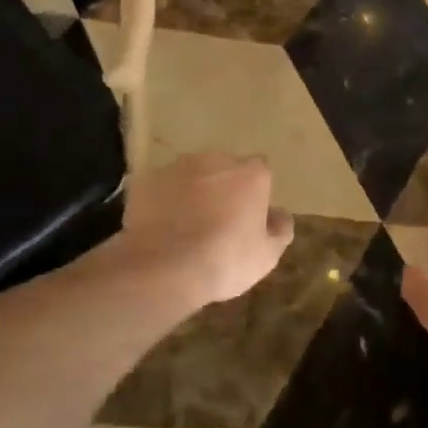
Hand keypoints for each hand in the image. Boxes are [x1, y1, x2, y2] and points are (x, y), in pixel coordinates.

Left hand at [112, 153, 293, 308]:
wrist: (163, 267)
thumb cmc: (224, 260)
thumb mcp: (266, 255)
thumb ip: (279, 229)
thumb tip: (279, 215)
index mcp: (250, 174)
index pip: (260, 173)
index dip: (255, 194)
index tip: (249, 218)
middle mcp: (216, 160)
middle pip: (225, 168)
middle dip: (224, 188)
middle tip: (218, 222)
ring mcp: (178, 167)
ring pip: (192, 175)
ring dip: (193, 191)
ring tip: (186, 226)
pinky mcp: (147, 180)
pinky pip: (162, 188)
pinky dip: (164, 201)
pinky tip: (162, 228)